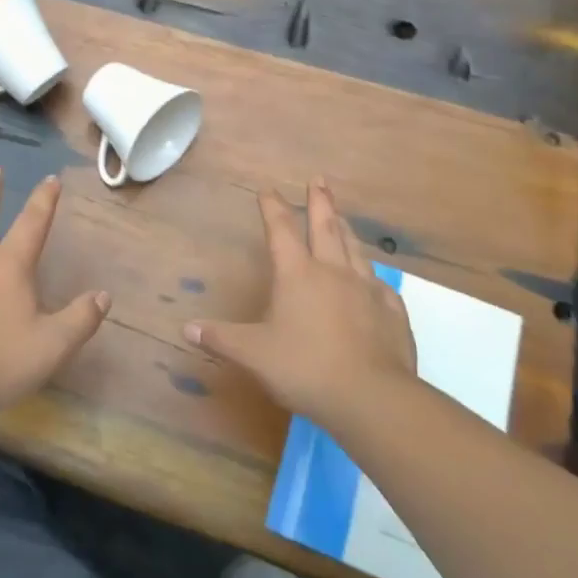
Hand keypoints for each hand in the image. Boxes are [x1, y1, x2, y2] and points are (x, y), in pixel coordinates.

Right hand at [186, 178, 415, 424]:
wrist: (371, 397)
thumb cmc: (305, 368)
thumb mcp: (253, 355)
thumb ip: (220, 339)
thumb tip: (186, 328)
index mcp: (297, 274)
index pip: (280, 230)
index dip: (272, 207)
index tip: (267, 188)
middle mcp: (333, 271)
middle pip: (326, 226)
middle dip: (319, 201)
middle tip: (319, 179)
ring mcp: (366, 289)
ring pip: (354, 249)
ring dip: (345, 228)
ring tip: (342, 216)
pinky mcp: (392, 312)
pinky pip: (380, 285)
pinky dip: (372, 275)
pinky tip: (374, 280)